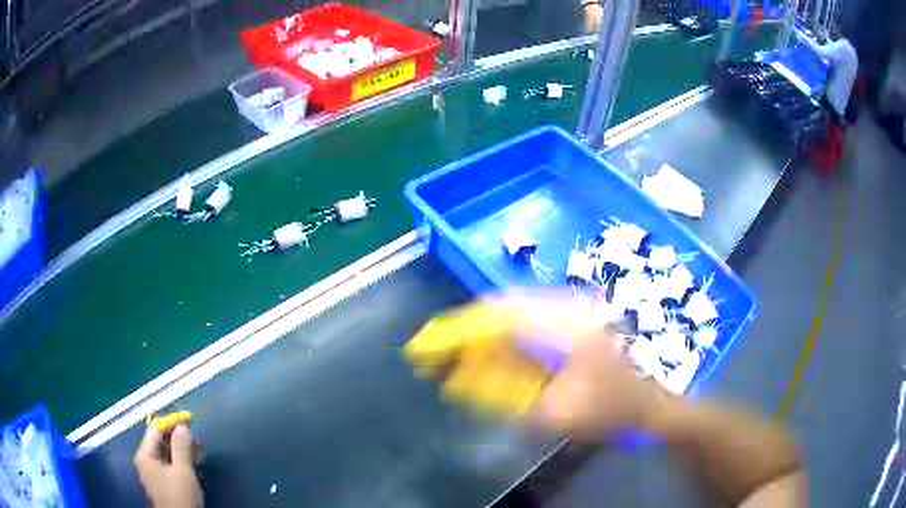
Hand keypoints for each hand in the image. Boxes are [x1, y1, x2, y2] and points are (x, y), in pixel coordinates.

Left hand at [134, 424, 203, 507]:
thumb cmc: (180, 496)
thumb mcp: (183, 472)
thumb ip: (181, 447)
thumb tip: (182, 426)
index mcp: (145, 455)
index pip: (156, 429)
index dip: (171, 423)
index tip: (189, 420)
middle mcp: (145, 460)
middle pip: (160, 441)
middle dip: (177, 437)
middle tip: (195, 437)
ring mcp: (153, 472)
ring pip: (165, 453)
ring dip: (180, 449)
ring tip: (197, 449)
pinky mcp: (161, 482)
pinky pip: (168, 464)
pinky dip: (179, 460)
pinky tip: (191, 463)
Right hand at [405, 291, 662, 437]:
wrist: (650, 403)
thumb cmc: (608, 410)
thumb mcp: (554, 413)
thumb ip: (505, 396)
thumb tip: (459, 381)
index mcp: (563, 326)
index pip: (494, 319)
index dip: (456, 332)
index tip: (425, 346)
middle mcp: (566, 306)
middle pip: (500, 307)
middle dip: (466, 331)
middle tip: (440, 354)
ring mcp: (573, 307)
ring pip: (513, 310)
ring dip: (484, 332)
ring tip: (461, 356)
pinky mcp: (574, 316)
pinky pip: (528, 317)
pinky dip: (504, 334)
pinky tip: (495, 353)